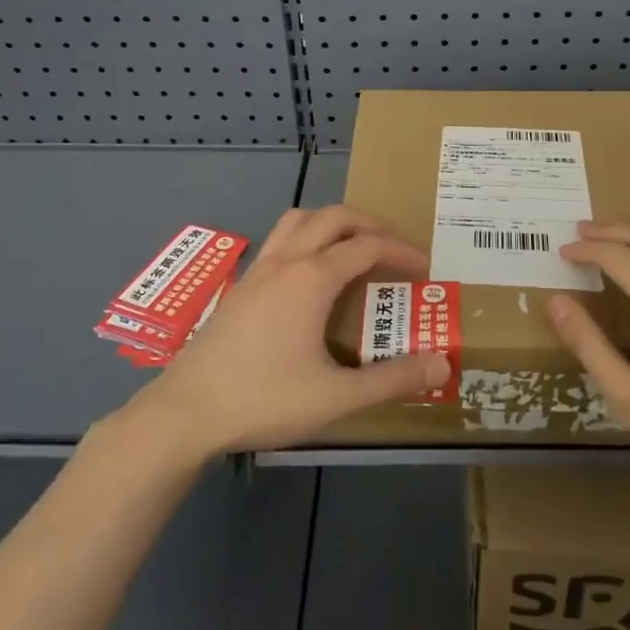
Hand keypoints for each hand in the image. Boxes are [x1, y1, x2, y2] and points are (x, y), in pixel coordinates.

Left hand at [128, 206, 449, 459]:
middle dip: (371, 224)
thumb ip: (392, 379)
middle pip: (334, 217)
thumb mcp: (337, 397)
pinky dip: (305, 238)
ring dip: (333, 223)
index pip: (368, 246)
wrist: (187, 411)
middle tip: (394, 247)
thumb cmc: (265, 399)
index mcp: (312, 278)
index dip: (401, 250)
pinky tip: (309, 275)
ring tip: (353, 247)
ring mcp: (258, 269)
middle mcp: (286, 261)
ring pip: (300, 220)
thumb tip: (442, 362)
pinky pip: (280, 239)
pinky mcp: (241, 284)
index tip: (425, 266)